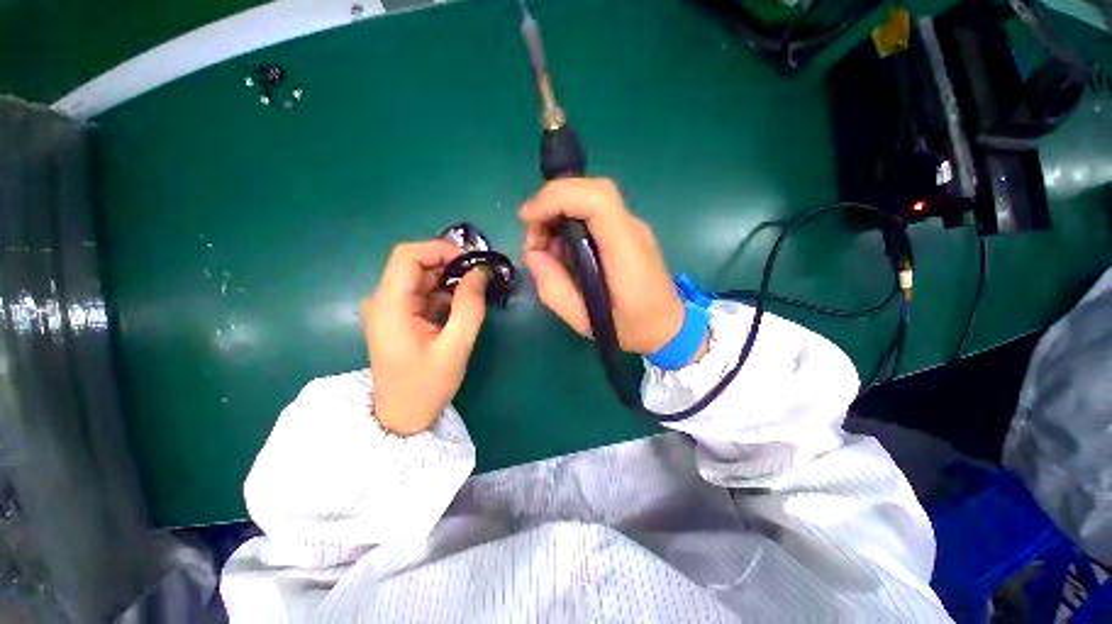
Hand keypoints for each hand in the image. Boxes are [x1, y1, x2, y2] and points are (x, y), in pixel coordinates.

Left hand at [363, 241, 488, 435]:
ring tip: (477, 292)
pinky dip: (445, 294)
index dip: (440, 249)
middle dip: (451, 265)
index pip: (408, 255)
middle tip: (481, 277)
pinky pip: (424, 293)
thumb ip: (470, 306)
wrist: (401, 417)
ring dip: (450, 280)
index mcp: (390, 306)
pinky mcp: (400, 316)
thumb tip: (480, 272)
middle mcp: (384, 300)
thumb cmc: (426, 386)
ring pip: (422, 278)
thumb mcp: (456, 347)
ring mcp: (391, 308)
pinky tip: (463, 306)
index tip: (471, 262)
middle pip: (416, 264)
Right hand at [520, 178, 688, 356]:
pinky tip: (562, 249)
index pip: (598, 200)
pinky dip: (570, 222)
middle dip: (552, 203)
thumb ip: (553, 287)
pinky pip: (595, 214)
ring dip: (559, 212)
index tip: (529, 218)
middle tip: (533, 237)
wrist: (667, 326)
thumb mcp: (583, 320)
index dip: (558, 197)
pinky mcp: (627, 232)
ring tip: (545, 247)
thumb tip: (533, 253)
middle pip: (592, 191)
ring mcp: (633, 228)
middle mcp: (632, 230)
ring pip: (591, 198)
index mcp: (626, 252)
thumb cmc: (630, 328)